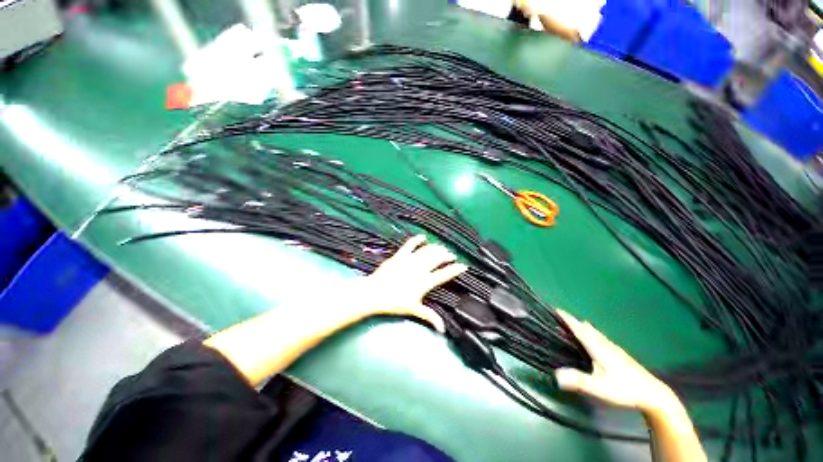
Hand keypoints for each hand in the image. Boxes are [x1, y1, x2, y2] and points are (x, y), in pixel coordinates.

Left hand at [359, 235, 467, 332]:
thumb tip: (442, 329)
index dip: (455, 269)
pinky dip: (417, 239)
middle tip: (451, 255)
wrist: (375, 293)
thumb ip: (430, 317)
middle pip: (437, 258)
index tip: (463, 266)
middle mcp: (420, 268)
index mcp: (425, 282)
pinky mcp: (400, 255)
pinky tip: (423, 236)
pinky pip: (410, 244)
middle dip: (447, 255)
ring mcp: (410, 260)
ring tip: (442, 248)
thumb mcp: (414, 309)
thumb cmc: (395, 302)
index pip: (444, 274)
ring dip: (436, 248)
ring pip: (427, 250)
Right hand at [554, 310, 680, 414]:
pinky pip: (601, 338)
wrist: (653, 394)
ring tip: (575, 323)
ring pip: (596, 333)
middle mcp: (606, 345)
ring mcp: (614, 349)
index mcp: (599, 349)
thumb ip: (579, 381)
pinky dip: (592, 333)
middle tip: (561, 316)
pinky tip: (595, 338)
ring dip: (583, 326)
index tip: (557, 309)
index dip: (568, 319)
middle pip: (587, 329)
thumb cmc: (625, 389)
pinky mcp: (619, 355)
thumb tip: (556, 375)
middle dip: (574, 321)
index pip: (580, 330)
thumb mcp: (600, 388)